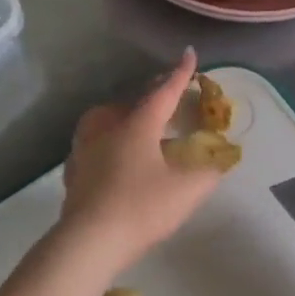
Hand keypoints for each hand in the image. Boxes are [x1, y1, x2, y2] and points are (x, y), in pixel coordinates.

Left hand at [60, 50, 226, 273]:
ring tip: (135, 124)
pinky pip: (92, 144)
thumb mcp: (186, 191)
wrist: (89, 241)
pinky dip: (106, 141)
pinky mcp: (73, 171)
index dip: (180, 74)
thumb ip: (208, 173)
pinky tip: (112, 156)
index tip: (190, 54)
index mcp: (137, 126)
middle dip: (150, 97)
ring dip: (122, 115)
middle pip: (131, 103)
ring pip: (103, 120)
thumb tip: (221, 160)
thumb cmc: (142, 208)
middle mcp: (108, 129)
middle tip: (166, 99)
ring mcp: (85, 149)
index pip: (163, 92)